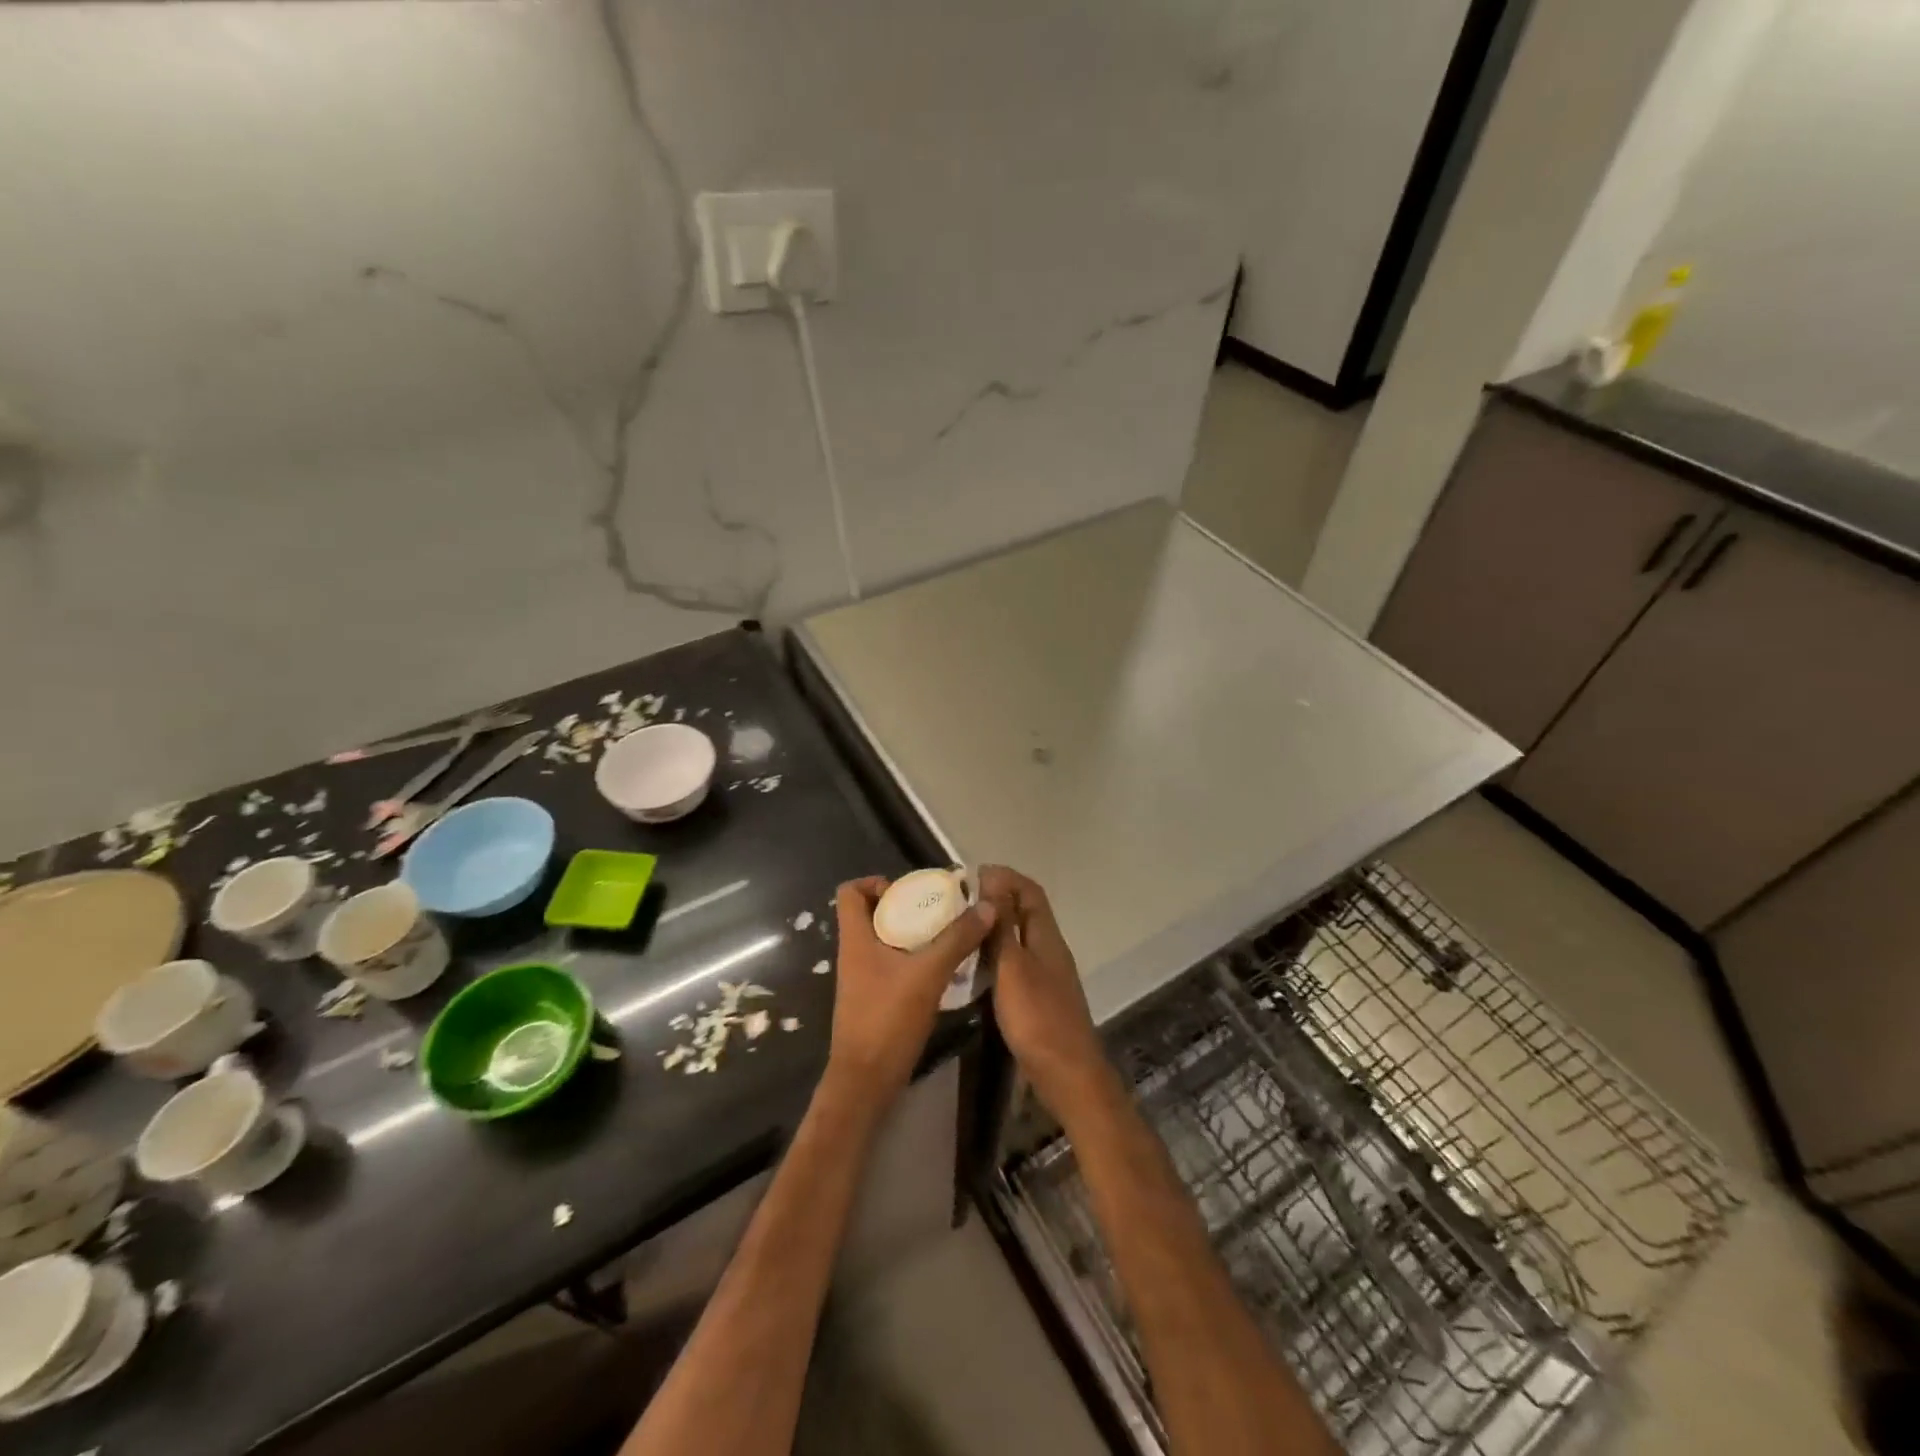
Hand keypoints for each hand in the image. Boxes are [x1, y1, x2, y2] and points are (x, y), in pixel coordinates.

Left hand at [823, 876, 994, 1105]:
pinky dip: (914, 959)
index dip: (874, 882)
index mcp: (855, 939)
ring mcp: (863, 978)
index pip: (849, 891)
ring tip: (947, 935)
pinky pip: (893, 965)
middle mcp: (855, 953)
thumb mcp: (928, 974)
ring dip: (913, 933)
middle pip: (872, 913)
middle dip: (905, 906)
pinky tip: (943, 968)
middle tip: (939, 909)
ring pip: (885, 941)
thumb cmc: (888, 1020)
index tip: (907, 890)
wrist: (866, 1082)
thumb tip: (987, 906)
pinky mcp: (875, 999)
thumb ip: (957, 939)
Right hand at [979, 866, 1115, 1120]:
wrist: (1066, 1074)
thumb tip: (993, 881)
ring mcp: (1046, 975)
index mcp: (1047, 937)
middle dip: (997, 900)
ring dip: (995, 928)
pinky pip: (1016, 963)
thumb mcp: (1012, 967)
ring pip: (1020, 939)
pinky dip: (996, 955)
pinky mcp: (1038, 998)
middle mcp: (1050, 950)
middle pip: (1026, 913)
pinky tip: (974, 966)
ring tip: (961, 928)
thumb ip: (1002, 926)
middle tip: (960, 901)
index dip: (1006, 877)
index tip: (973, 874)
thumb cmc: (1037, 1017)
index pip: (1030, 892)